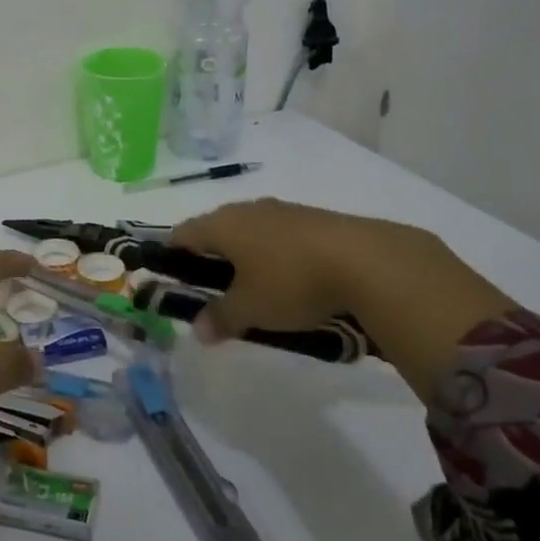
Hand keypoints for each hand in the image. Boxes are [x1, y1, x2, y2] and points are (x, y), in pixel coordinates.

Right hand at [171, 198, 511, 402]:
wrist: (367, 261)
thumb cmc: (291, 281)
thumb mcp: (251, 309)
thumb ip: (220, 318)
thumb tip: (198, 330)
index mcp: (222, 224)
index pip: (182, 234)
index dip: (172, 256)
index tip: (172, 280)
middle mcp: (247, 210)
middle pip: (215, 231)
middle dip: (210, 259)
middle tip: (213, 291)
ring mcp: (282, 212)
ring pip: (249, 232)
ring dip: (245, 257)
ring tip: (254, 290)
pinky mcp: (313, 220)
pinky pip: (279, 236)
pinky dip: (275, 256)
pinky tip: (290, 282)